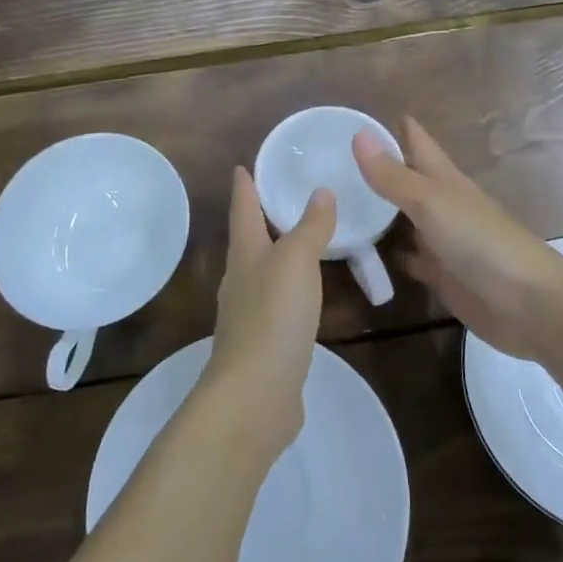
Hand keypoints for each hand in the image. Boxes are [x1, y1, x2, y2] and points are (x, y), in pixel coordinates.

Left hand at [202, 167, 335, 456]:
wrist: (255, 395)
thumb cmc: (273, 316)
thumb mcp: (296, 261)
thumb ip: (310, 227)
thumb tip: (321, 191)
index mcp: (245, 255)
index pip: (243, 210)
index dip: (244, 187)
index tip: (242, 166)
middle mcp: (241, 281)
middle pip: (248, 241)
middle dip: (259, 218)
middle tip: (280, 197)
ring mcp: (249, 315)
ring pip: (262, 273)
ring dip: (276, 254)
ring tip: (299, 241)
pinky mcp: (263, 344)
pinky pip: (277, 305)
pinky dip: (289, 290)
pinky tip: (304, 296)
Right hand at [353, 118, 562, 362]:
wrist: (527, 303)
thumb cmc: (480, 241)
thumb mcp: (431, 202)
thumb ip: (393, 175)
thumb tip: (358, 134)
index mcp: (444, 179)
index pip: (417, 142)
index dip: (395, 126)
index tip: (357, 116)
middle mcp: (443, 205)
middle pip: (409, 179)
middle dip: (379, 168)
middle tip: (336, 160)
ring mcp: (443, 241)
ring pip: (406, 219)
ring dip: (380, 211)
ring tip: (341, 202)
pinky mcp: (442, 275)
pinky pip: (410, 259)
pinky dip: (391, 254)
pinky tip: (365, 254)